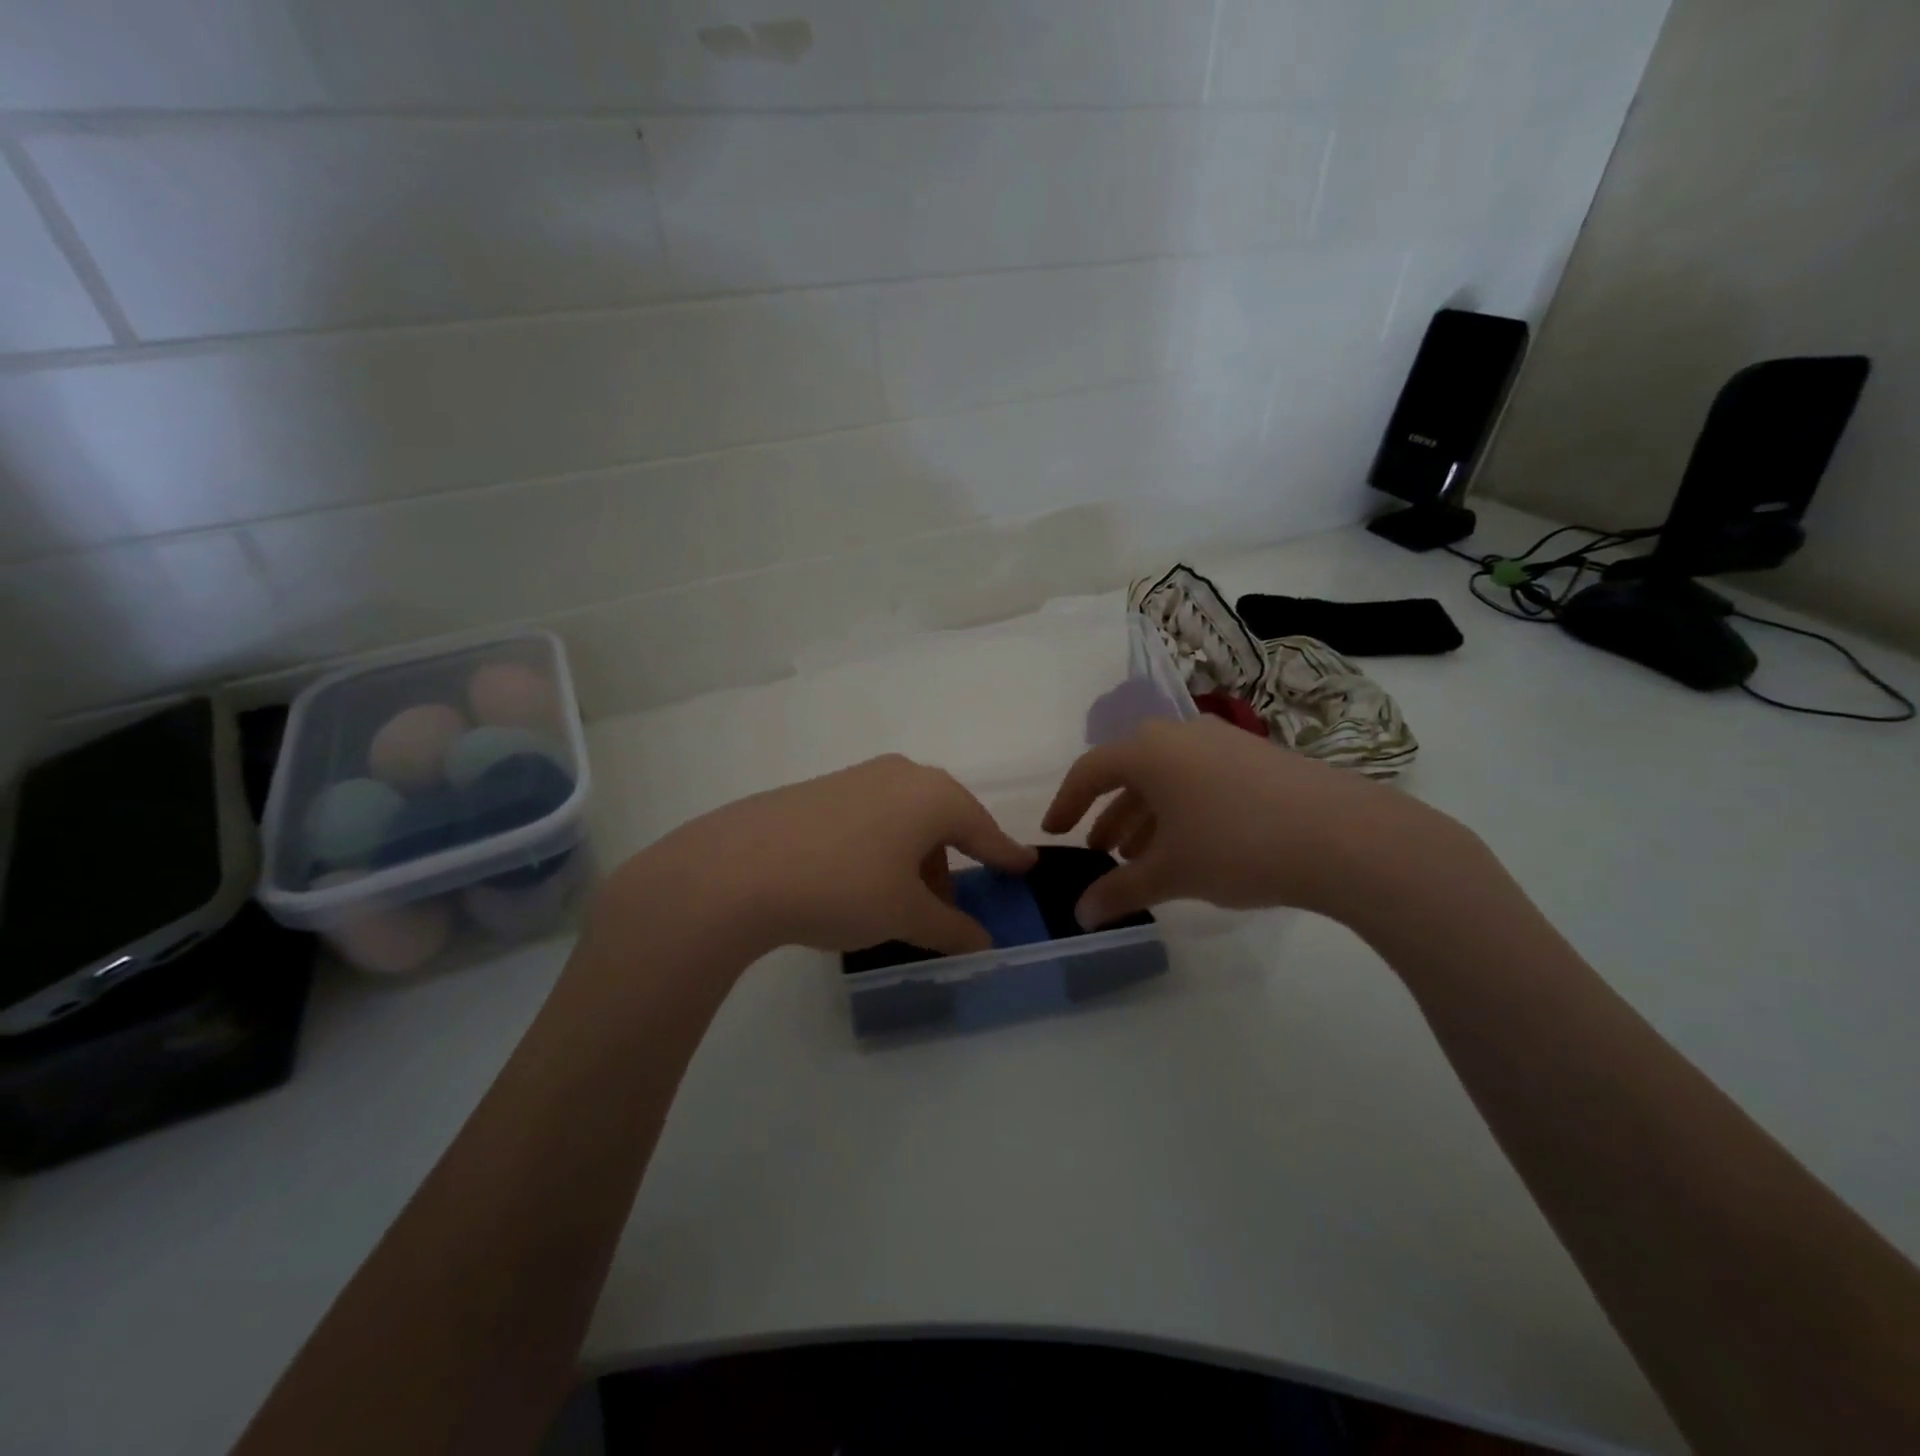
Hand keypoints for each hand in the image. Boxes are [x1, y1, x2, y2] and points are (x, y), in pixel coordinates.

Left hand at [590, 755, 1035, 965]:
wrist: (737, 868)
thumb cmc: (843, 887)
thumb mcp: (904, 915)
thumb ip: (951, 928)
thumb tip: (983, 943)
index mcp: (933, 796)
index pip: (983, 830)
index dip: (1006, 855)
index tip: (1026, 867)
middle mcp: (901, 774)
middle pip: (943, 821)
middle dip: (951, 863)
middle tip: (950, 904)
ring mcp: (857, 777)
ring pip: (905, 818)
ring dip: (914, 858)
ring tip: (900, 902)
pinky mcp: (820, 789)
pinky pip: (871, 816)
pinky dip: (882, 846)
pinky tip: (859, 880)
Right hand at [1042, 716, 1476, 929]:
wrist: (1344, 836)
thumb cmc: (1236, 846)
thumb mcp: (1170, 872)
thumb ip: (1120, 892)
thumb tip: (1081, 915)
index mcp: (1149, 751)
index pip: (1090, 770)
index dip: (1066, 803)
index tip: (1055, 833)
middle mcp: (1181, 736)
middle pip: (1130, 772)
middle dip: (1110, 815)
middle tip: (1100, 853)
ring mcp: (1223, 743)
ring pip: (1167, 778)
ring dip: (1146, 816)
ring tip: (1141, 858)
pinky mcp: (1258, 759)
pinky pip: (1201, 779)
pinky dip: (1182, 811)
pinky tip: (1192, 846)